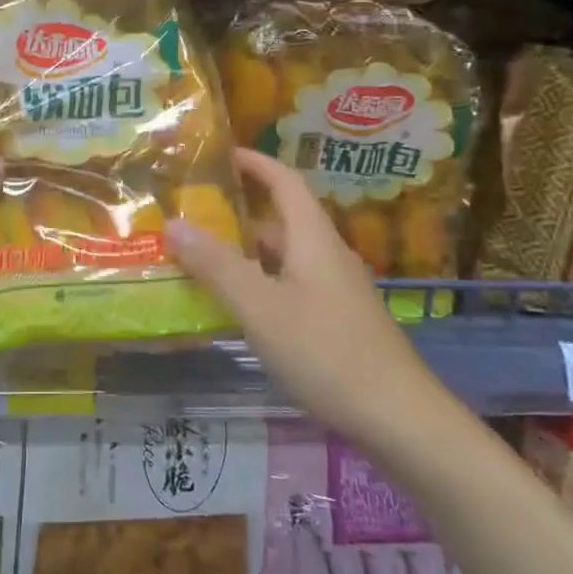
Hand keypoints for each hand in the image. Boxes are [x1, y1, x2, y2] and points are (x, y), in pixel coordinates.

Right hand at [164, 149, 444, 435]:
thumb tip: (173, 223)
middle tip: (190, 216)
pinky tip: (235, 309)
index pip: (284, 181)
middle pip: (280, 221)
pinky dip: (258, 286)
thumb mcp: (261, 307)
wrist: (400, 419)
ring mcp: (335, 292)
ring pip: (283, 259)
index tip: (219, 154)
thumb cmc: (327, 352)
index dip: (254, 162)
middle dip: (236, 214)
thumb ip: (216, 265)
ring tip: (199, 260)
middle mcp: (327, 257)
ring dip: (244, 254)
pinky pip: (289, 288)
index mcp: (313, 239)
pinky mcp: (337, 323)